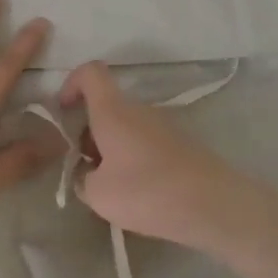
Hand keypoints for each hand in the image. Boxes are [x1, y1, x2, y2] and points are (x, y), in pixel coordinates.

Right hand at [57, 60, 277, 258]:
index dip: (71, 83)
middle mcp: (139, 110)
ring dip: (111, 150)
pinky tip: (139, 194)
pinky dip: (133, 160)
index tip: (62, 111)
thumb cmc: (148, 191)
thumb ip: (82, 180)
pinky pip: (145, 144)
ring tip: (112, 189)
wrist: (214, 205)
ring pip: (125, 128)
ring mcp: (163, 126)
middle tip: (86, 169)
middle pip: (106, 106)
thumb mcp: (99, 195)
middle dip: (89, 132)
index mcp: (114, 111)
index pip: (90, 73)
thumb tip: (87, 174)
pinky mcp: (181, 145)